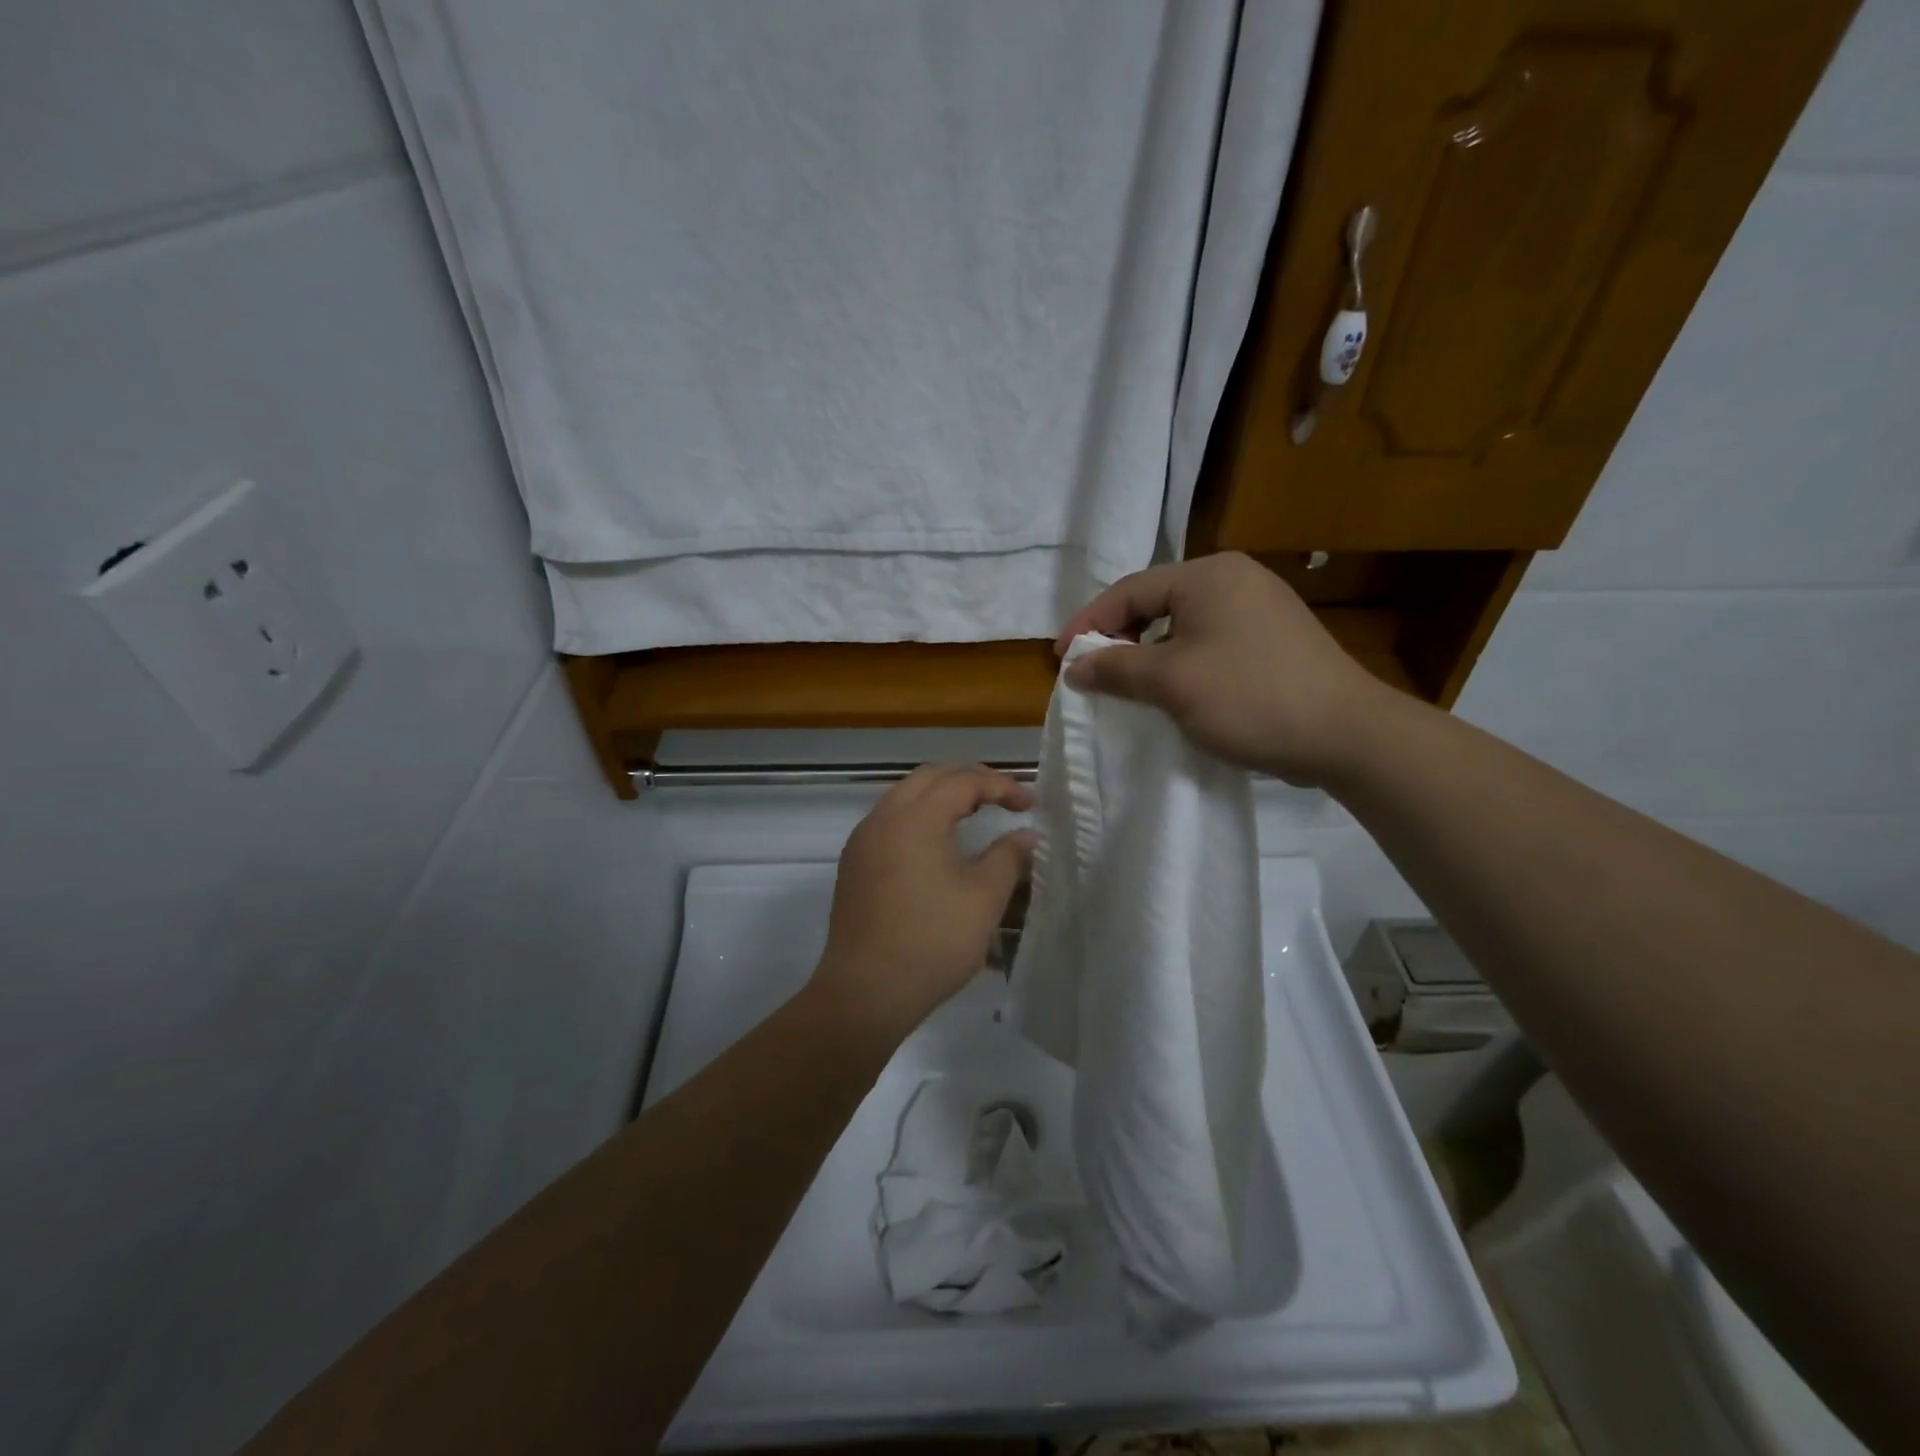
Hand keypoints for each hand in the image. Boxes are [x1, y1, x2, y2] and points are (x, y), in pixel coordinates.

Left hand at [814, 764, 1035, 1040]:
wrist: (866, 990)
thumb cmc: (932, 942)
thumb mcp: (983, 899)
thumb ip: (1007, 857)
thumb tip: (1026, 835)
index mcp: (915, 818)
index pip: (963, 781)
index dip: (1001, 785)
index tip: (1030, 803)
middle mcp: (883, 817)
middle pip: (930, 777)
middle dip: (970, 780)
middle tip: (1003, 798)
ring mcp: (863, 840)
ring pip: (905, 796)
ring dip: (942, 796)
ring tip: (975, 813)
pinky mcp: (854, 863)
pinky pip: (890, 820)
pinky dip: (919, 817)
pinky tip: (939, 843)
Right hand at [1056, 552, 1399, 786]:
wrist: (1347, 735)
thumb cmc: (1250, 697)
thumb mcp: (1172, 683)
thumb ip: (1117, 669)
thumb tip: (1074, 667)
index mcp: (1208, 576)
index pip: (1130, 590)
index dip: (1089, 623)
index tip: (1061, 658)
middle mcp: (1234, 579)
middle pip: (1155, 602)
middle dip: (1118, 637)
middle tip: (1091, 672)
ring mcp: (1259, 607)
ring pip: (1181, 624)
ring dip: (1147, 653)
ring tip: (1124, 685)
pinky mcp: (1272, 638)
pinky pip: (1208, 641)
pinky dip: (1179, 661)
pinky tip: (1171, 690)